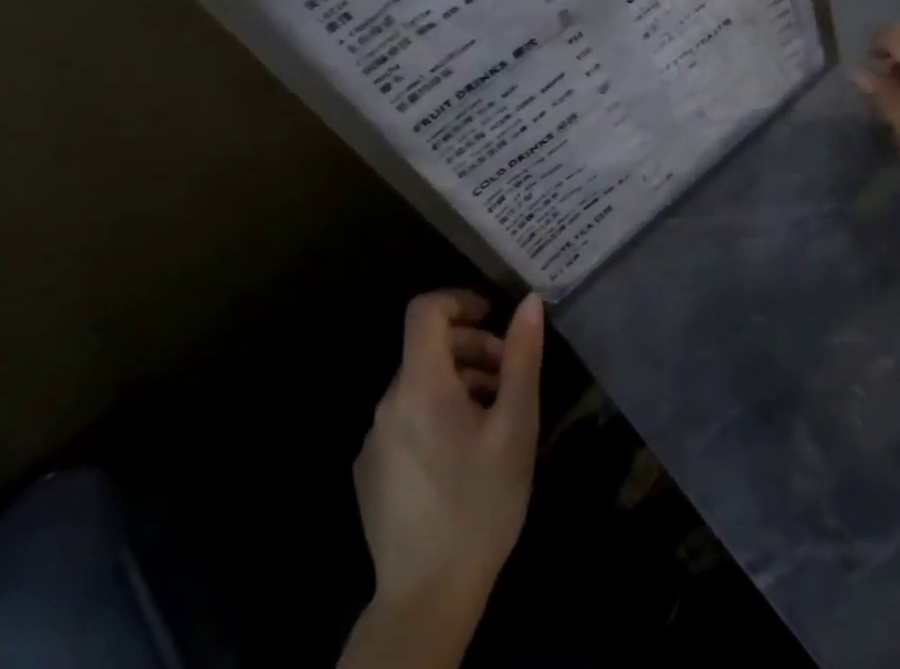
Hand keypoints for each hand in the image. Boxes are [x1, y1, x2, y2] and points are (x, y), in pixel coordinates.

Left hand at [346, 289, 543, 664]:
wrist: (426, 599)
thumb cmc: (480, 503)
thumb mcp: (516, 425)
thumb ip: (522, 357)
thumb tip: (530, 302)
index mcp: (420, 386)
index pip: (424, 310)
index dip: (460, 300)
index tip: (494, 320)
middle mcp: (388, 404)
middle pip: (427, 348)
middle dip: (472, 349)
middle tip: (509, 378)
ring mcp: (373, 440)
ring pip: (419, 385)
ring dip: (459, 383)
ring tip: (494, 418)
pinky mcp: (369, 472)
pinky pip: (405, 419)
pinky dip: (436, 414)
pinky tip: (463, 455)